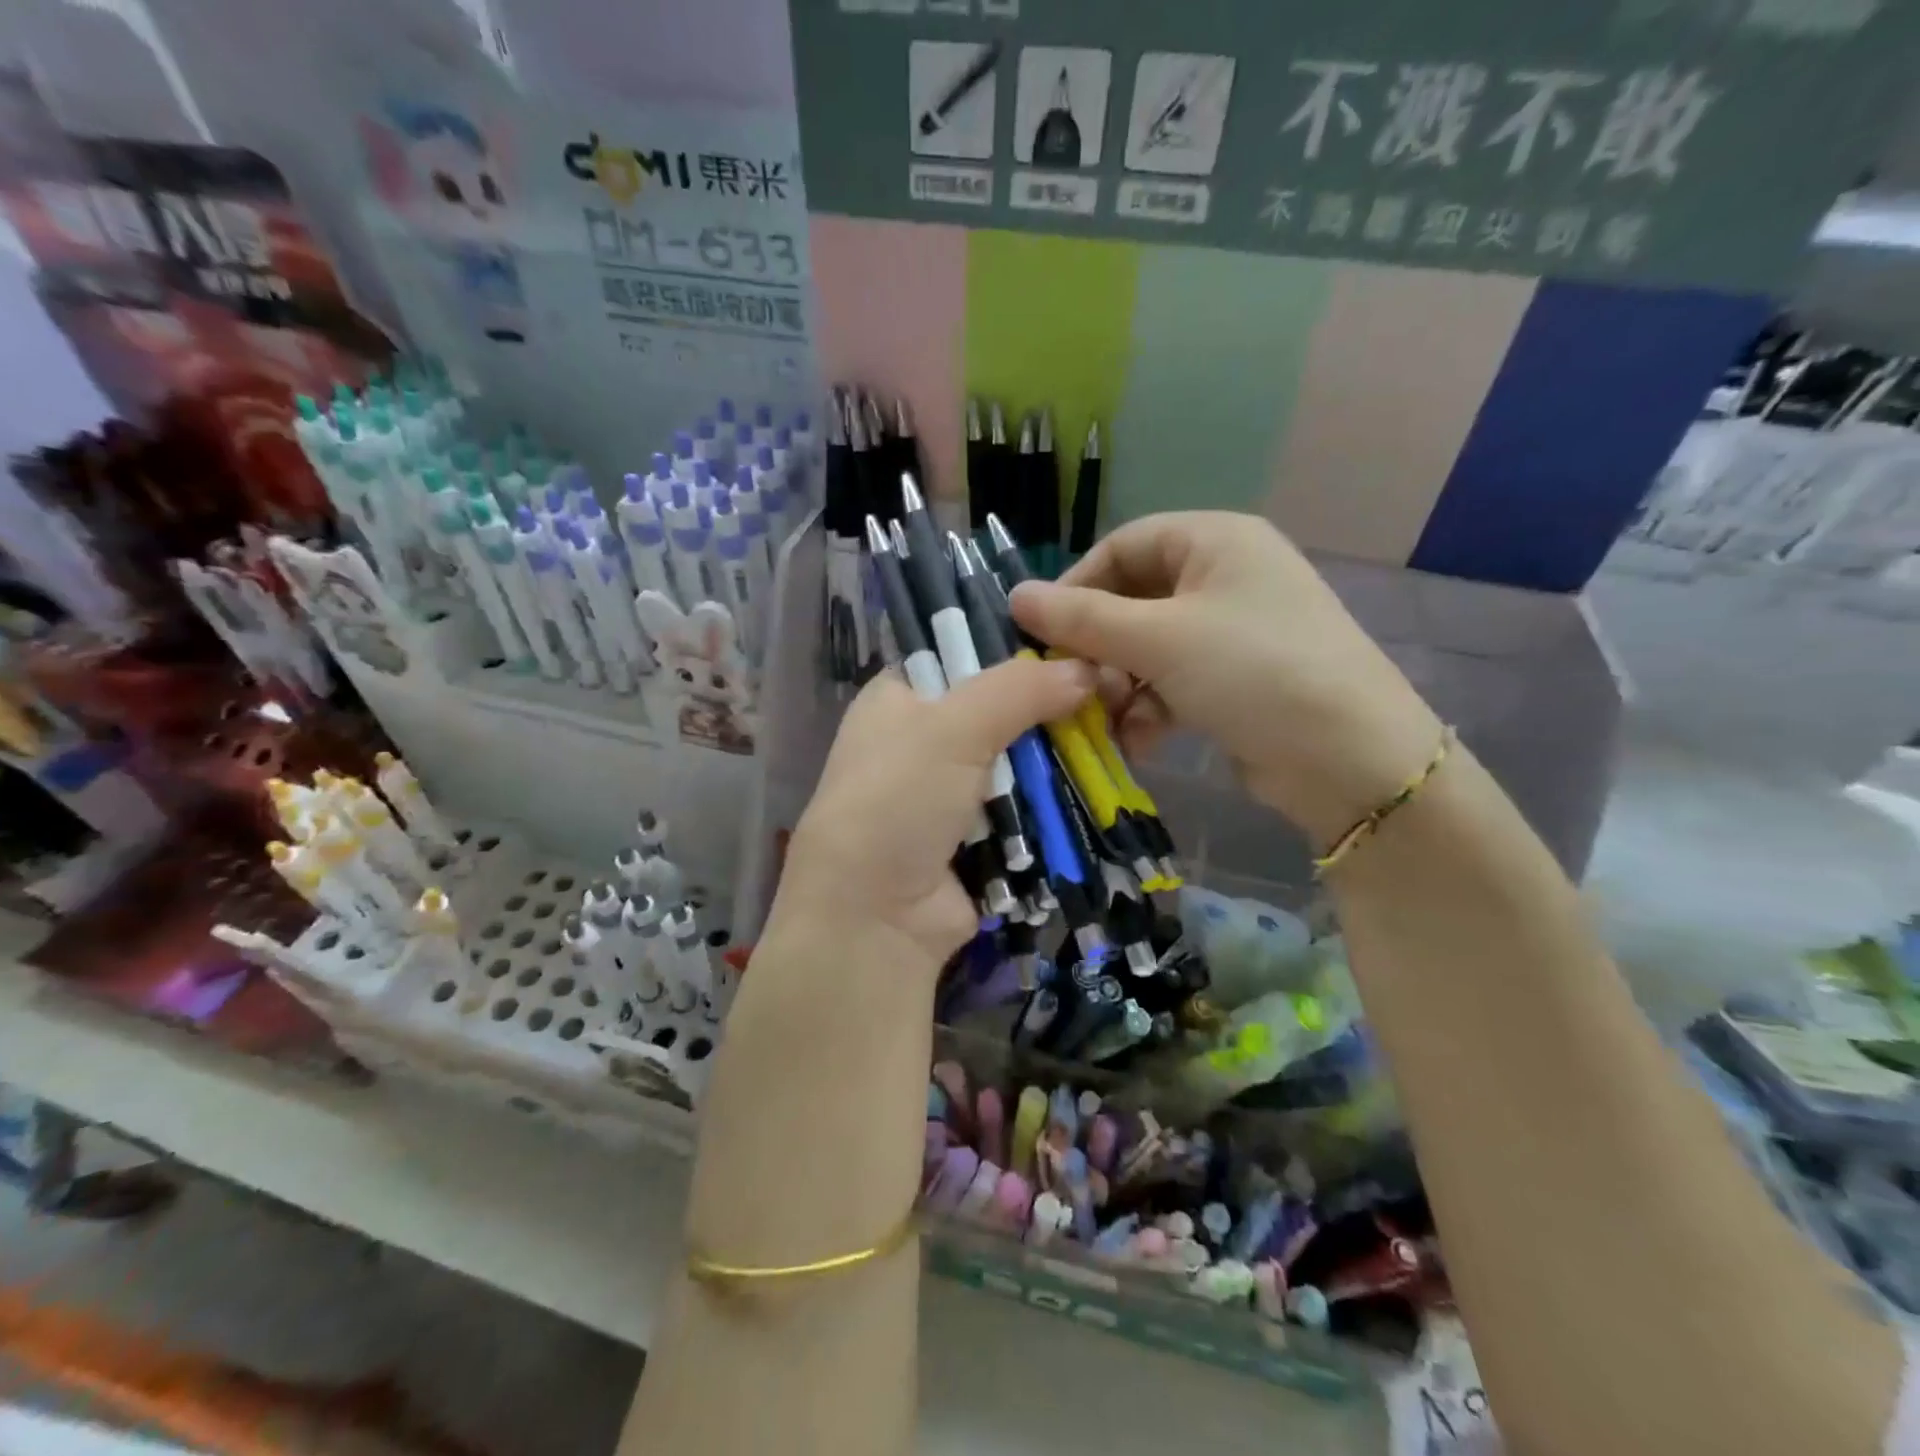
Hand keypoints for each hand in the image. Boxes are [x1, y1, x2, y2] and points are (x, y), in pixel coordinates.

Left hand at [765, 654, 1095, 969]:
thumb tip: (1087, 669)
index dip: (1015, 652)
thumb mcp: (952, 727)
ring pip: (1020, 764)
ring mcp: (952, 794)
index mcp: (900, 698)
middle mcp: (923, 741)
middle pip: (1001, 712)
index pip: (963, 655)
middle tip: (1109, 701)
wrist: (876, 917)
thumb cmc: (898, 799)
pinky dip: (1054, 806)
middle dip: (1049, 714)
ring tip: (1117, 743)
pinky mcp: (980, 838)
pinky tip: (1098, 790)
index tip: (1075, 650)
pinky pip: (1027, 811)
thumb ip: (1019, 689)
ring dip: (1058, 764)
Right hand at [1009, 511, 1439, 847]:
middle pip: (1133, 601)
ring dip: (1120, 685)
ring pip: (1148, 648)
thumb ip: (1082, 619)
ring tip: (1106, 721)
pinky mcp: (1235, 681)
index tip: (1042, 632)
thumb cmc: (1252, 671)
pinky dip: (1150, 709)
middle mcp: (1224, 577)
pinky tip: (1139, 741)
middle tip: (1073, 685)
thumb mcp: (1159, 639)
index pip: (1124, 545)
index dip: (1077, 585)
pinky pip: (1172, 682)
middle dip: (1099, 648)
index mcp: (1215, 541)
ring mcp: (1232, 632)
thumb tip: (1015, 597)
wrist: (1351, 759)